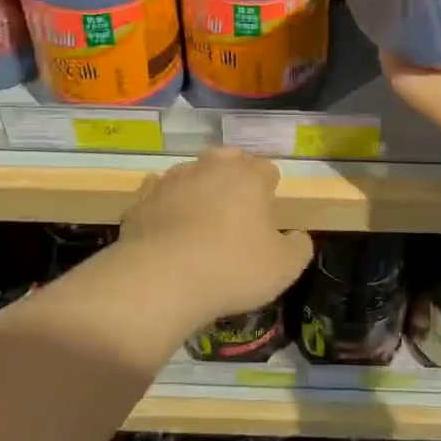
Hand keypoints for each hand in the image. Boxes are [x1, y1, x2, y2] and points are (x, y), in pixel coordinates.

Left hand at [116, 148, 313, 331]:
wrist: (159, 280)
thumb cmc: (232, 269)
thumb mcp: (284, 268)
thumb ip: (299, 246)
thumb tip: (297, 236)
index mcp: (249, 175)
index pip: (267, 170)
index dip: (270, 191)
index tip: (267, 218)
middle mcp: (210, 166)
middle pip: (228, 160)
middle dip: (234, 178)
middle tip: (236, 213)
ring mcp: (172, 179)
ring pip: (192, 174)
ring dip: (198, 189)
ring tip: (199, 222)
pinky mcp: (141, 198)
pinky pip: (159, 194)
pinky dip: (165, 205)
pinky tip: (167, 228)